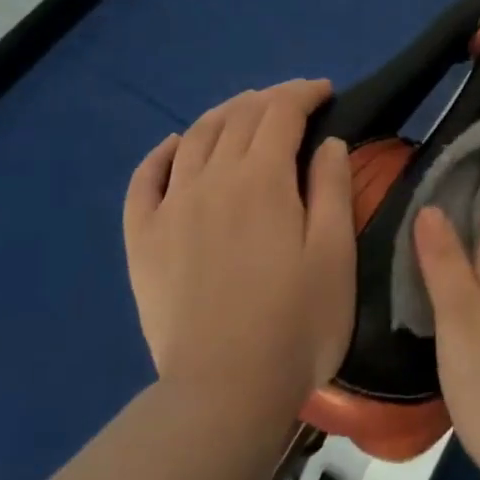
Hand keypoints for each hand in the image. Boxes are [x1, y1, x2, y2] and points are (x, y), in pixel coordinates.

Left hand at [123, 79, 355, 411]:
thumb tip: (327, 142)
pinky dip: (161, 153)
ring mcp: (171, 206)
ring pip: (194, 137)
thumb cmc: (297, 323)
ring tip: (243, 110)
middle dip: (269, 99)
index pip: (282, 113)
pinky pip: (144, 179)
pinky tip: (175, 145)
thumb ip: (332, 189)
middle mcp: (212, 178)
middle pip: (238, 117)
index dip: (303, 93)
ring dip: (222, 114)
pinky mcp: (143, 239)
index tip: (324, 90)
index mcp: (263, 179)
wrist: (225, 390)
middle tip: (292, 100)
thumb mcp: (335, 254)